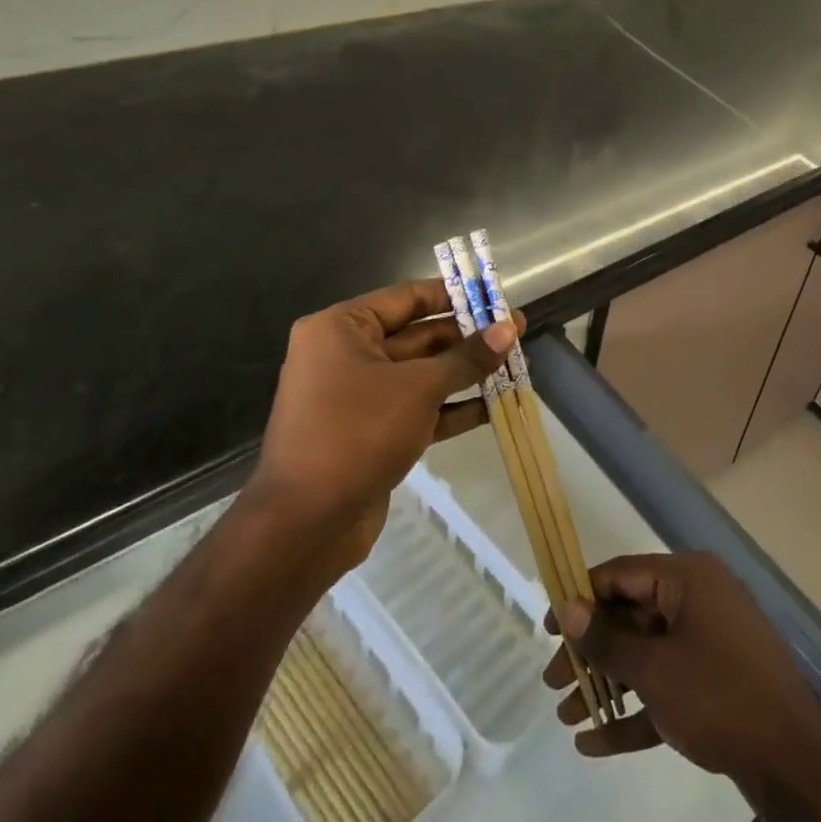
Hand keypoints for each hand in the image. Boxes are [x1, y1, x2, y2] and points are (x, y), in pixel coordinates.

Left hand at [246, 279, 519, 576]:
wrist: (305, 525)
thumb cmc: (357, 433)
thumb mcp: (420, 388)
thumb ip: (467, 357)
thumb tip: (510, 329)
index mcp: (341, 329)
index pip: (408, 297)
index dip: (455, 296)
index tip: (495, 297)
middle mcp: (345, 355)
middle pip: (418, 336)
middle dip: (468, 338)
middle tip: (516, 334)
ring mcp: (357, 397)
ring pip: (422, 374)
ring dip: (466, 373)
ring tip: (515, 367)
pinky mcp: (370, 433)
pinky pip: (417, 408)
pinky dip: (452, 407)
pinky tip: (494, 406)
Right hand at [544, 553, 820, 815]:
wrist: (792, 759)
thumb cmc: (719, 695)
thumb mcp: (655, 669)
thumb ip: (608, 639)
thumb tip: (568, 607)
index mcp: (688, 579)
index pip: (624, 574)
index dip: (582, 597)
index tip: (547, 627)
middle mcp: (698, 600)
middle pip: (632, 616)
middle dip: (590, 650)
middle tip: (551, 682)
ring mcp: (709, 642)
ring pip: (646, 655)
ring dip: (606, 683)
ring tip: (564, 714)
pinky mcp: (714, 684)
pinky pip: (665, 688)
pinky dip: (633, 710)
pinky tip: (593, 743)